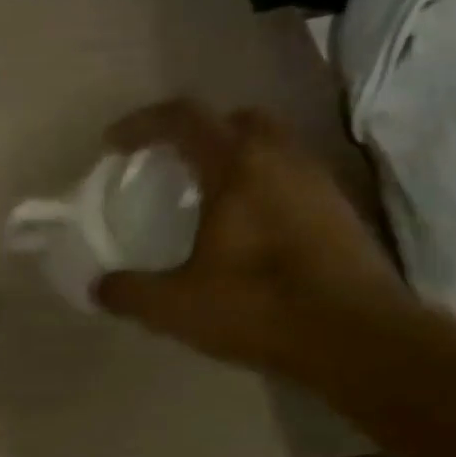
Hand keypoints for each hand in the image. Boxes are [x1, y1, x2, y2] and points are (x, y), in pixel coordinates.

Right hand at [95, 101, 411, 385]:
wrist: (357, 338)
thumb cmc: (259, 307)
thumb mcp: (175, 306)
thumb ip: (129, 292)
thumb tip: (98, 287)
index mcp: (237, 166)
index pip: (184, 118)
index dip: (143, 124)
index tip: (114, 145)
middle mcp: (282, 159)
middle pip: (236, 121)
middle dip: (198, 134)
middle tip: (171, 167)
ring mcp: (318, 183)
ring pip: (271, 148)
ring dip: (235, 162)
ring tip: (207, 203)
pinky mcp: (340, 212)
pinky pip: (291, 180)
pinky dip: (263, 189)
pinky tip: (247, 233)